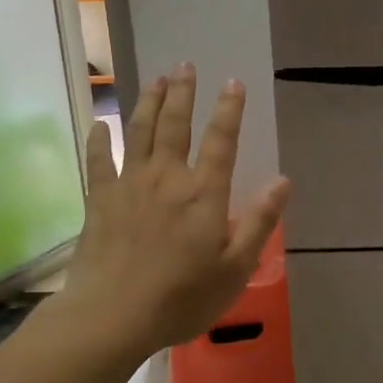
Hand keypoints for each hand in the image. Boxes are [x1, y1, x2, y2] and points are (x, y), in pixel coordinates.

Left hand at [60, 64, 290, 355]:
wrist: (111, 317)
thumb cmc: (181, 298)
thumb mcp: (235, 268)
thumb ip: (259, 222)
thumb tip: (282, 181)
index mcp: (204, 193)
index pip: (221, 140)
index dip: (229, 109)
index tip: (233, 82)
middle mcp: (167, 177)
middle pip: (175, 125)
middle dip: (182, 93)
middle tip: (185, 65)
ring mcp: (130, 185)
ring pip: (140, 132)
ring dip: (149, 103)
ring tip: (156, 80)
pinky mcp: (100, 200)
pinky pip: (99, 161)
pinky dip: (99, 140)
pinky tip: (99, 124)